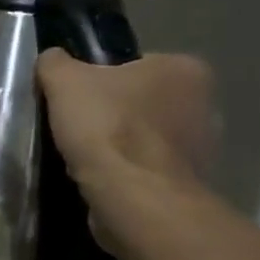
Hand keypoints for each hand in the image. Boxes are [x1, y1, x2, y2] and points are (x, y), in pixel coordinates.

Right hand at [36, 50, 217, 247]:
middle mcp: (206, 106)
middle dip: (117, 115)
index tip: (81, 99)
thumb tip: (53, 60)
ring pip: (148, 140)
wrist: (135, 199)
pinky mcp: (191, 188)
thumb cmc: (108, 128)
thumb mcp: (64, 80)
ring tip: (86, 158)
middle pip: (145, 103)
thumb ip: (56, 63)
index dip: (104, 80)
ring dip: (123, 149)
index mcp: (186, 70)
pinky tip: (103, 181)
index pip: (138, 66)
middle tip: (80, 127)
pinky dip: (130, 176)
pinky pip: (151, 173)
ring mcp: (204, 151)